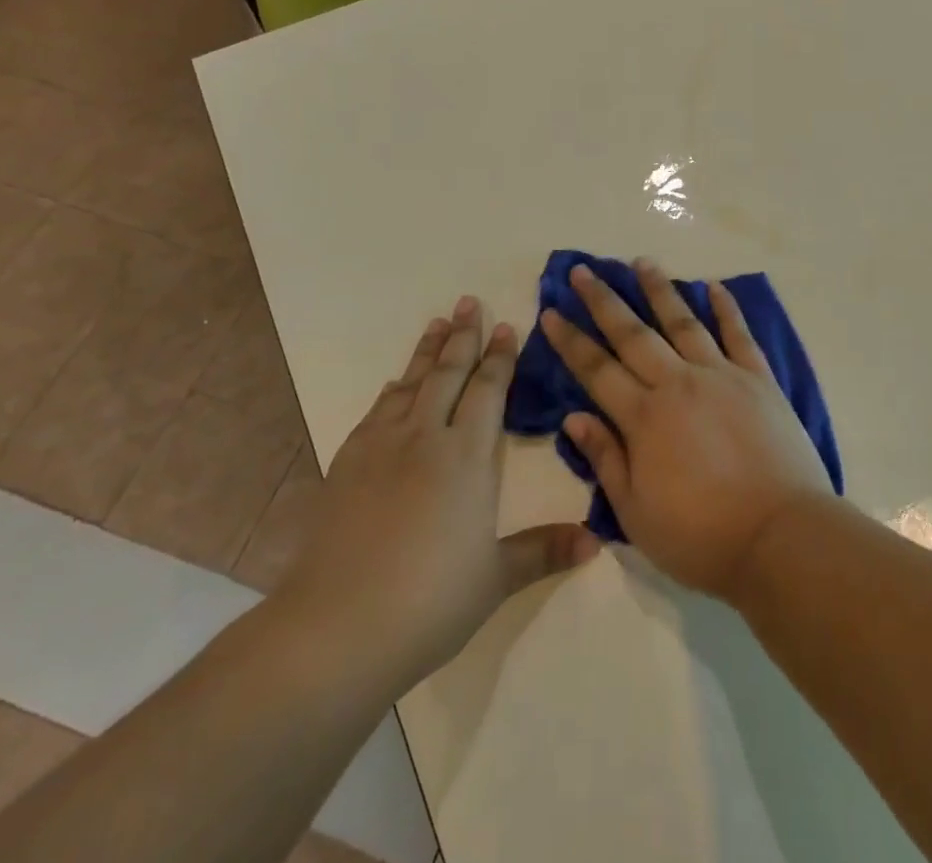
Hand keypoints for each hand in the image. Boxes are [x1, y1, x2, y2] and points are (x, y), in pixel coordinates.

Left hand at [274, 298, 597, 691]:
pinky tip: (395, 385)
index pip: (488, 391)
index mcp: (466, 456)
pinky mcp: (346, 466)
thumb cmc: (429, 602)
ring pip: (410, 384)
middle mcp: (425, 438)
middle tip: (469, 302)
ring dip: (427, 352)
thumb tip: (596, 542)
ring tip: (437, 322)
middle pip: (448, 374)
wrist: (335, 629)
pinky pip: (377, 411)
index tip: (507, 326)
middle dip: (462, 336)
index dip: (500, 357)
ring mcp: (381, 448)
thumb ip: (544, 551)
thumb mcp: (495, 579)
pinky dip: (393, 389)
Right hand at [541, 259, 835, 601]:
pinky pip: (738, 334)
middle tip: (584, 270)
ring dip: (659, 290)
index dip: (571, 340)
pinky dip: (726, 308)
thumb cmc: (702, 536)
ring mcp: (722, 375)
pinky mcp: (759, 379)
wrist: (780, 537)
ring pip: (683, 322)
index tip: (551, 310)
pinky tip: (714, 286)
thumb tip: (574, 416)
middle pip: (633, 334)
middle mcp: (678, 383)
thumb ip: (606, 458)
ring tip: (641, 261)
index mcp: (645, 417)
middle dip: (604, 300)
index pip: (597, 369)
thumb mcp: (636, 513)